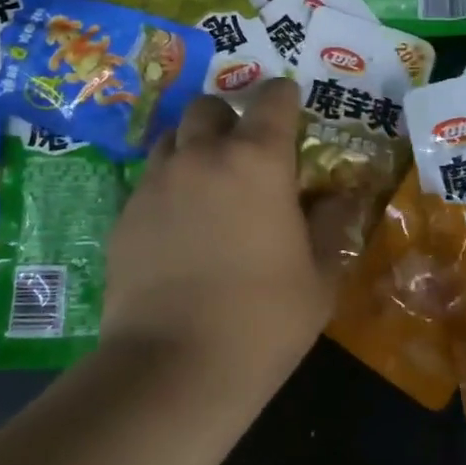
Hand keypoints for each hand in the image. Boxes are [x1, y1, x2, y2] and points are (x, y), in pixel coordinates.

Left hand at [103, 80, 353, 396]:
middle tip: (244, 153)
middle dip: (229, 118)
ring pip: (173, 137)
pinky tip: (177, 224)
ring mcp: (157, 182)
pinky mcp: (125, 212)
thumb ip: (331, 224)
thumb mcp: (319, 276)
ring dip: (193, 146)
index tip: (290, 109)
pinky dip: (168, 184)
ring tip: (206, 183)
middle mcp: (202, 155)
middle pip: (210, 106)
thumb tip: (340, 197)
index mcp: (257, 161)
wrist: (173, 367)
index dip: (284, 97)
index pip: (272, 99)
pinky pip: (149, 178)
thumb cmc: (263, 320)